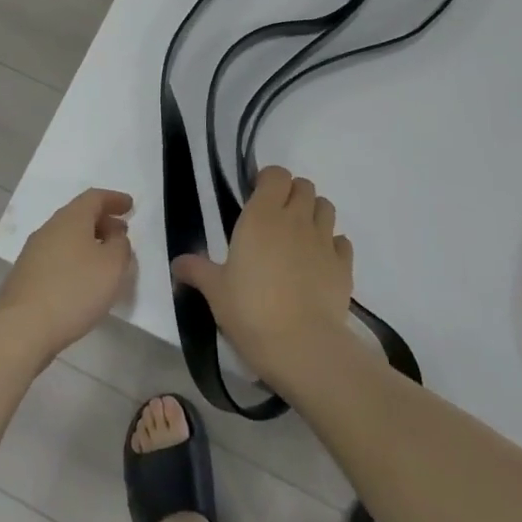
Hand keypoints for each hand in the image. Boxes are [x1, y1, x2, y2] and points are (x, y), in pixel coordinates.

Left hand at [0, 188, 135, 361]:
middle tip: (122, 235)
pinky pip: (58, 257)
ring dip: (89, 243)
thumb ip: (121, 246)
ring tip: (106, 260)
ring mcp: (34, 252)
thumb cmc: (74, 289)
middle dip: (103, 222)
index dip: (114, 199)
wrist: (21, 327)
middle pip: (79, 215)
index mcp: (71, 218)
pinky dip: (75, 260)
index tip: (130, 206)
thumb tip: (115, 237)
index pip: (94, 197)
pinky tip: (84, 281)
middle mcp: (50, 228)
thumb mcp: (112, 266)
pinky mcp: (27, 275)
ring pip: (67, 237)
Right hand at [171, 167, 351, 390]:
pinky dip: (332, 244)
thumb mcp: (215, 292)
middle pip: (304, 186)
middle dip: (292, 194)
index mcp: (261, 216)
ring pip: (326, 207)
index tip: (256, 196)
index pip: (276, 174)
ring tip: (299, 237)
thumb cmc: (251, 311)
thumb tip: (177, 263)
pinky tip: (319, 262)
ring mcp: (324, 241)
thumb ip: (197, 270)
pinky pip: (342, 241)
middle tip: (276, 218)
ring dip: (314, 213)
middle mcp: (296, 219)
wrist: (302, 347)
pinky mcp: (344, 265)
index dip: (268, 180)